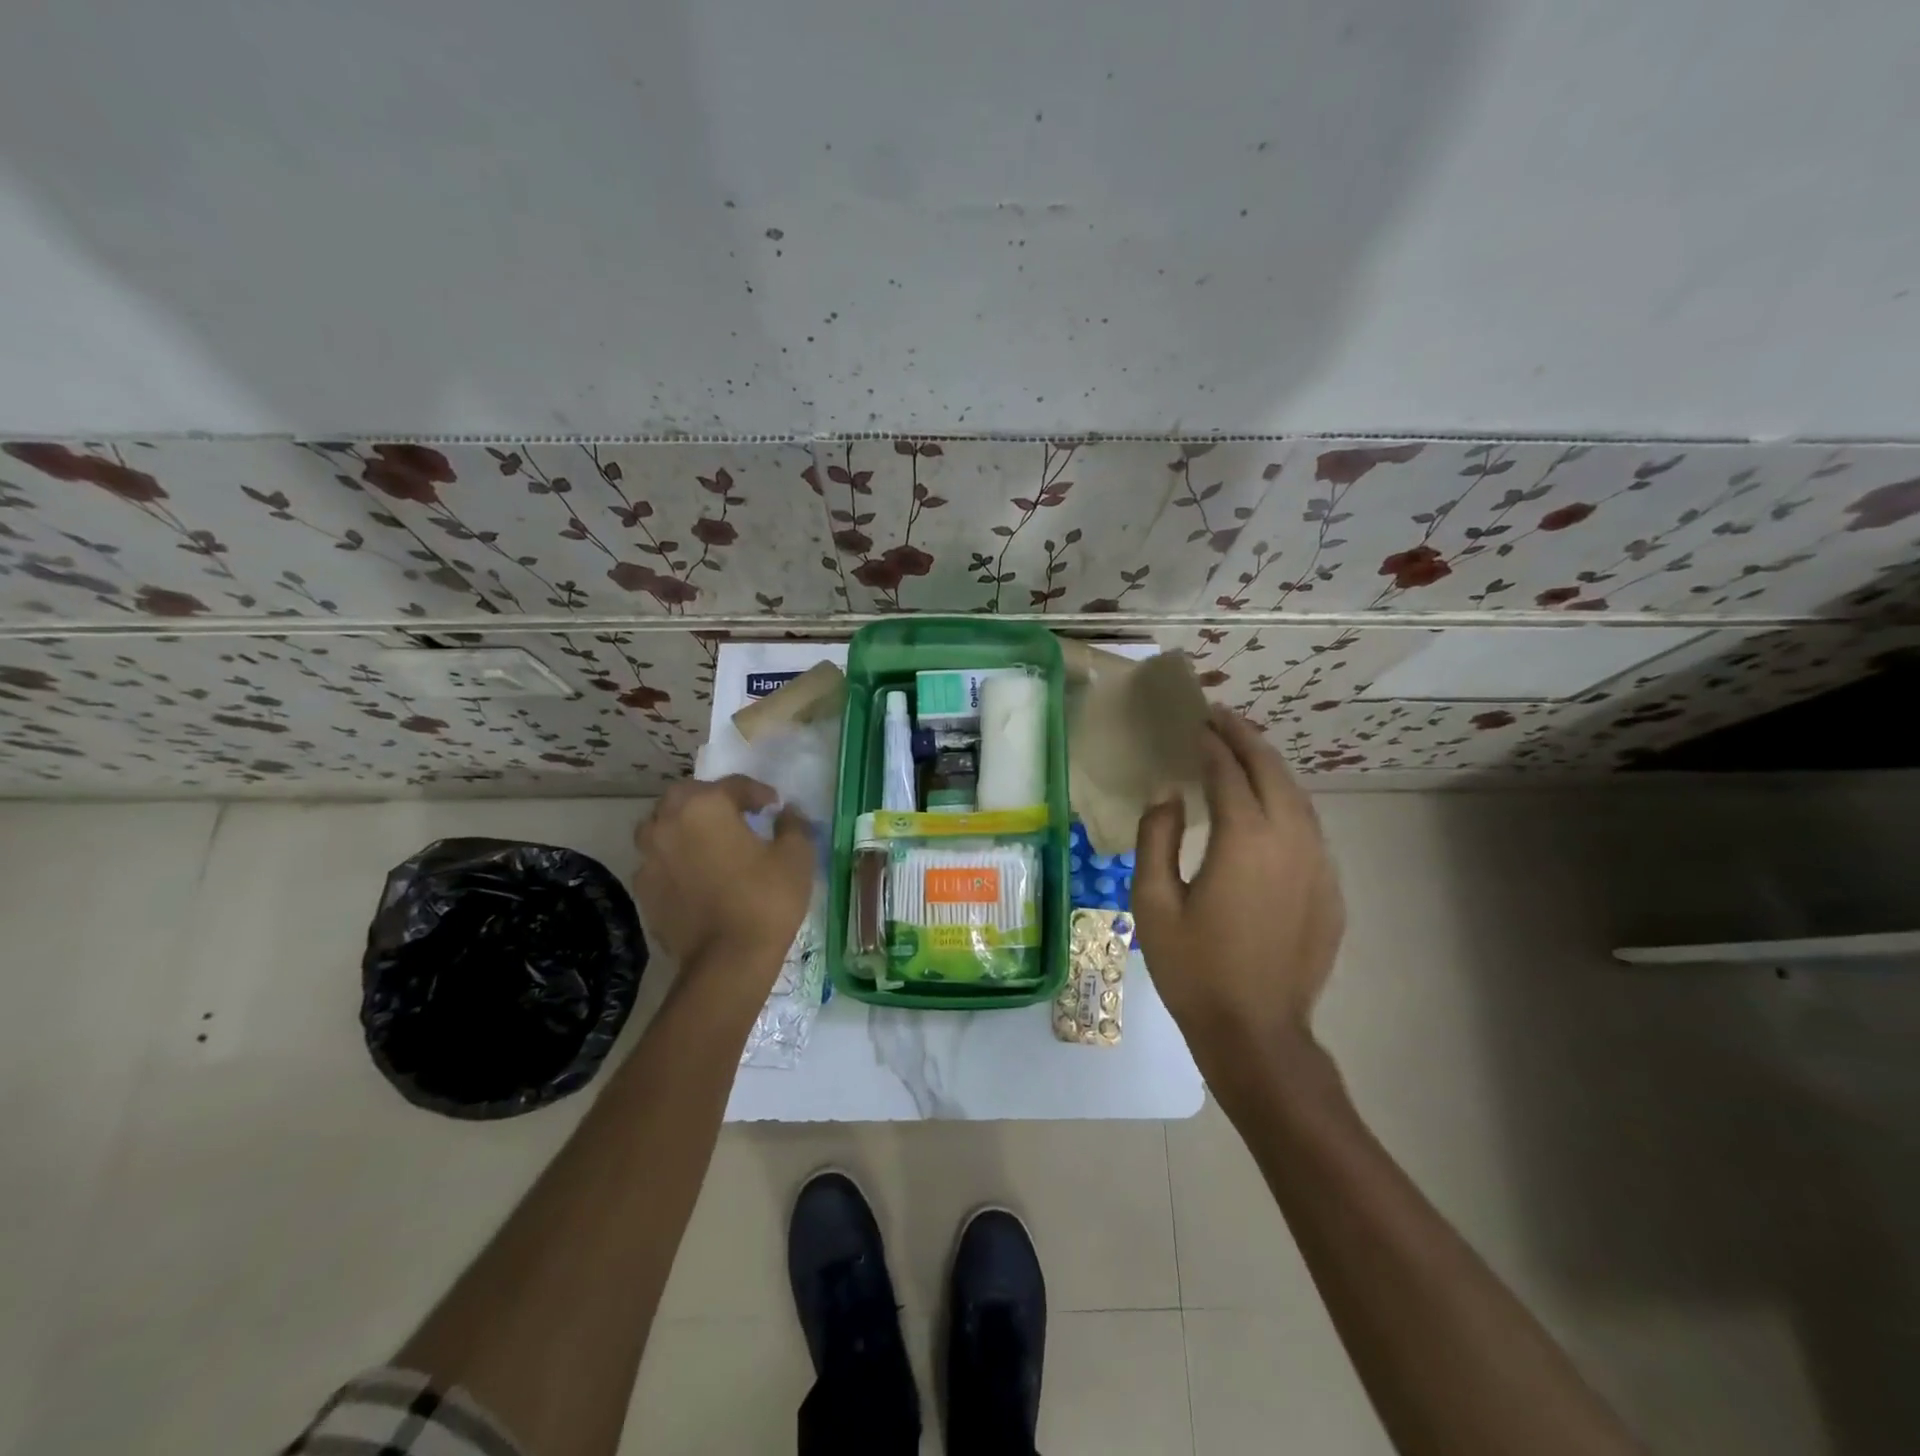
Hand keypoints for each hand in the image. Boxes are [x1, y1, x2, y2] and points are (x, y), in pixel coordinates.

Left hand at [632, 775, 814, 987]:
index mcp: (705, 806)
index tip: (774, 806)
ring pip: (662, 826)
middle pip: (686, 796)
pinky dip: (675, 858)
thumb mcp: (796, 856)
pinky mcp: (643, 889)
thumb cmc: (766, 899)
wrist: (727, 962)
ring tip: (709, 842)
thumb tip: (787, 813)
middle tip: (737, 815)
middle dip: (711, 800)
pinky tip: (696, 875)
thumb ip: (793, 825)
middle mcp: (668, 823)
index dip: (758, 792)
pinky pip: (658, 860)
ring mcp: (649, 857)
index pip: (732, 785)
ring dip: (684, 825)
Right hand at [1135, 707, 1344, 1065]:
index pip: (1228, 771)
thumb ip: (1157, 838)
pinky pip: (1308, 827)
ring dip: (1269, 766)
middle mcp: (1290, 839)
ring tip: (1242, 750)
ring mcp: (1318, 863)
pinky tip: (1267, 807)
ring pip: (1297, 795)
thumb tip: (1168, 795)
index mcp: (1245, 838)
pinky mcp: (1329, 888)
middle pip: (1271, 769)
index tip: (1194, 724)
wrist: (1257, 1032)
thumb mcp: (1154, 902)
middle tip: (1219, 718)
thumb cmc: (1194, 968)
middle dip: (1245, 738)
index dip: (1210, 743)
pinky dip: (1285, 801)